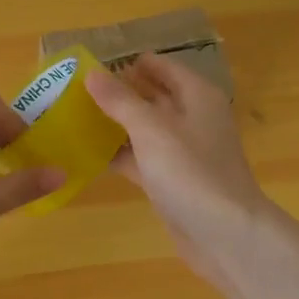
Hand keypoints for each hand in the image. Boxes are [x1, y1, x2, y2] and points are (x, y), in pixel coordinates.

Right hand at [85, 54, 269, 286]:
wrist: (225, 235)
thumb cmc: (191, 171)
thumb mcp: (151, 129)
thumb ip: (120, 100)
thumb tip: (91, 72)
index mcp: (196, 95)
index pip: (160, 66)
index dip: (129, 62)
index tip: (91, 62)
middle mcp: (192, 117)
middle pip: (151, 96)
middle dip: (118, 92)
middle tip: (75, 89)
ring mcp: (182, 151)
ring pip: (144, 128)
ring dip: (115, 123)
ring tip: (73, 117)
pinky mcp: (172, 180)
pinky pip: (140, 157)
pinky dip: (118, 154)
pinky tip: (87, 153)